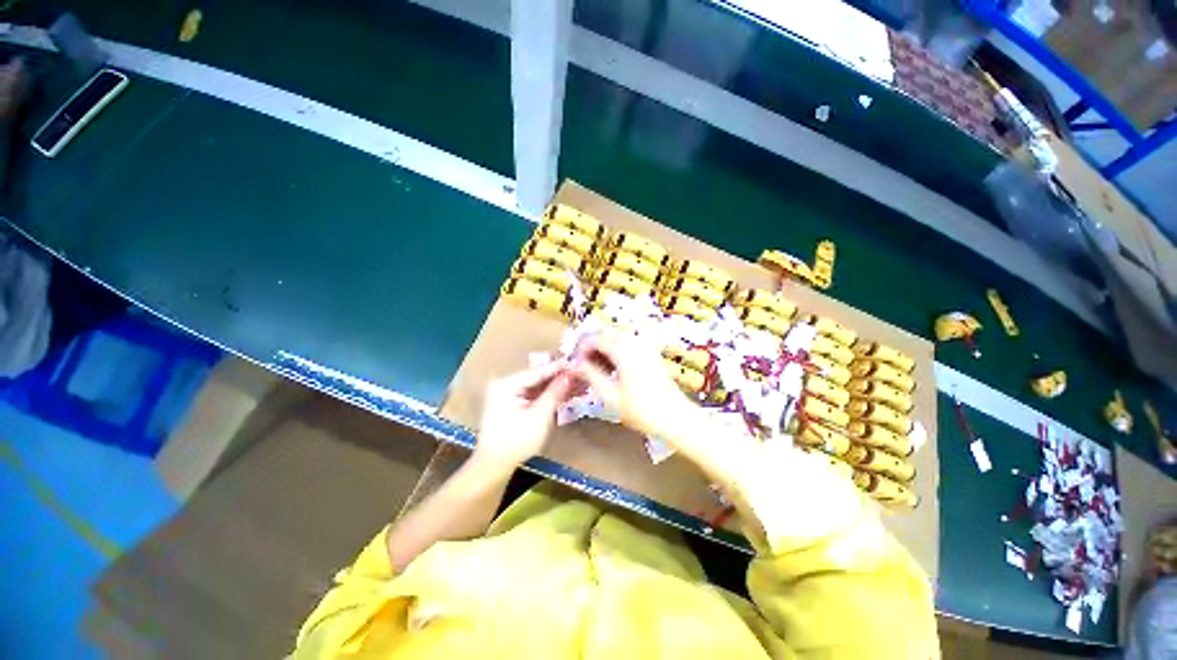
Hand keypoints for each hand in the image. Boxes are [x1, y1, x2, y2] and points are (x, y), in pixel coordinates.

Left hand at [474, 359, 576, 470]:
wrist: (494, 465)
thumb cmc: (517, 441)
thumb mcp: (540, 416)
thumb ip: (555, 392)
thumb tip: (570, 374)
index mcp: (507, 384)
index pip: (538, 372)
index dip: (559, 368)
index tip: (577, 363)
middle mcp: (504, 383)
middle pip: (536, 377)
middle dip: (557, 377)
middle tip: (579, 374)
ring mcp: (504, 393)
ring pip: (534, 385)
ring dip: (553, 386)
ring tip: (575, 383)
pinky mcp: (508, 402)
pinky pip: (530, 393)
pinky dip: (545, 394)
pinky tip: (561, 393)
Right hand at [570, 331, 692, 439]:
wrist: (676, 417)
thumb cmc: (641, 410)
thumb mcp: (610, 396)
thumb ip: (590, 376)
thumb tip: (574, 365)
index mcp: (624, 350)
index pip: (597, 338)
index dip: (582, 347)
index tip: (574, 361)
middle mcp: (635, 342)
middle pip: (608, 334)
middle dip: (592, 345)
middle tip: (582, 364)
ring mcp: (646, 347)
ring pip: (618, 338)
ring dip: (604, 348)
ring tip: (596, 368)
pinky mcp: (651, 354)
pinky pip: (629, 344)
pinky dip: (616, 351)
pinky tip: (613, 368)